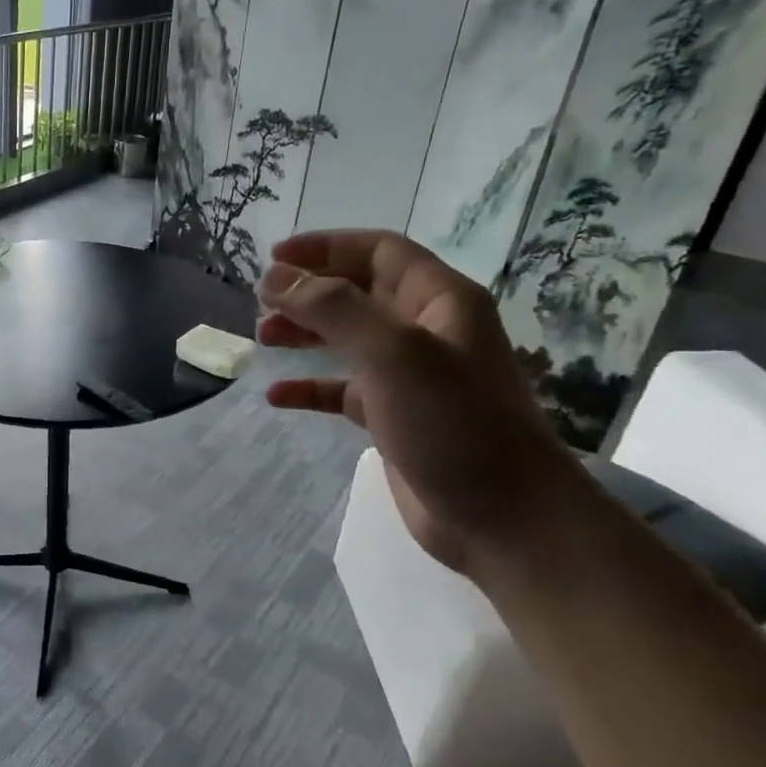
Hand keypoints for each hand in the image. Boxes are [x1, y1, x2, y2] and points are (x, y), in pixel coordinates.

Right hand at [258, 230, 588, 581]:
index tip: (274, 258)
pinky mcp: (393, 417)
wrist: (503, 518)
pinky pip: (343, 390)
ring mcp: (410, 376)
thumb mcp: (393, 353)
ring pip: (348, 339)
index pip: (379, 251)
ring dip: (306, 333)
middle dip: (309, 291)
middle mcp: (426, 330)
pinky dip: (311, 387)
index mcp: (440, 300)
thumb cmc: (454, 422)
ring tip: (264, 337)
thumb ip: (333, 308)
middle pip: (358, 292)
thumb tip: (276, 277)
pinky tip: (277, 395)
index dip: (326, 247)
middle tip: (262, 301)